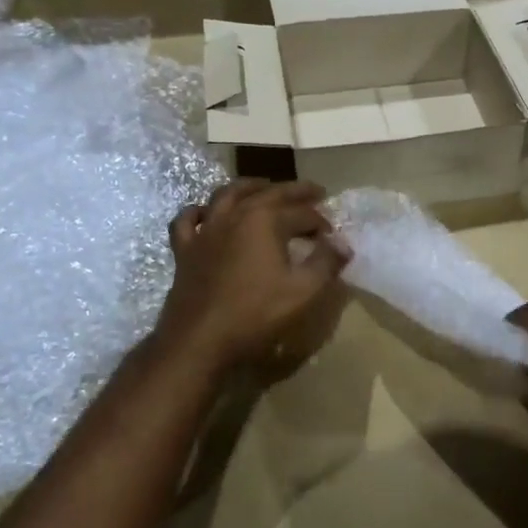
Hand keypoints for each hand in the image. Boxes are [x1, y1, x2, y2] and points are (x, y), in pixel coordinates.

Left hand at [157, 179, 349, 374]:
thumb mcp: (303, 291)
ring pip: (226, 195)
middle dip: (295, 192)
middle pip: (269, 193)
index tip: (332, 237)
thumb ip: (326, 263)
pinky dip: (198, 211)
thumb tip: (342, 243)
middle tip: (314, 192)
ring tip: (263, 187)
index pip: (302, 213)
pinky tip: (206, 213)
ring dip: (249, 187)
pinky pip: (188, 220)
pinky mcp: (185, 249)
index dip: (321, 223)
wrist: (199, 340)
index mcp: (265, 220)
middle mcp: (235, 215)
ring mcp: (206, 230)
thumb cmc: (255, 314)